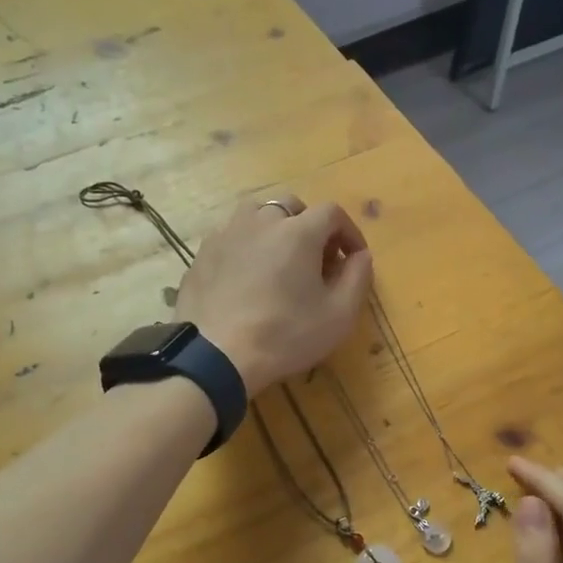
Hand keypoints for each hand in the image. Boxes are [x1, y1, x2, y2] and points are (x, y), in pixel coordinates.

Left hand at [177, 194, 373, 395]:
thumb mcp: (339, 315)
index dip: (348, 232)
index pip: (332, 212)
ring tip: (278, 261)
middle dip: (310, 226)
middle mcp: (261, 221)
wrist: (216, 356)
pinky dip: (246, 246)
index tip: (353, 258)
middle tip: (315, 260)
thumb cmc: (285, 335)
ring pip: (256, 214)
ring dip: (274, 229)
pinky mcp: (202, 253)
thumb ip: (358, 277)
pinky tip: (246, 277)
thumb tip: (360, 255)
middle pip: (291, 206)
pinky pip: (231, 237)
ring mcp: (226, 234)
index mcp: (298, 231)